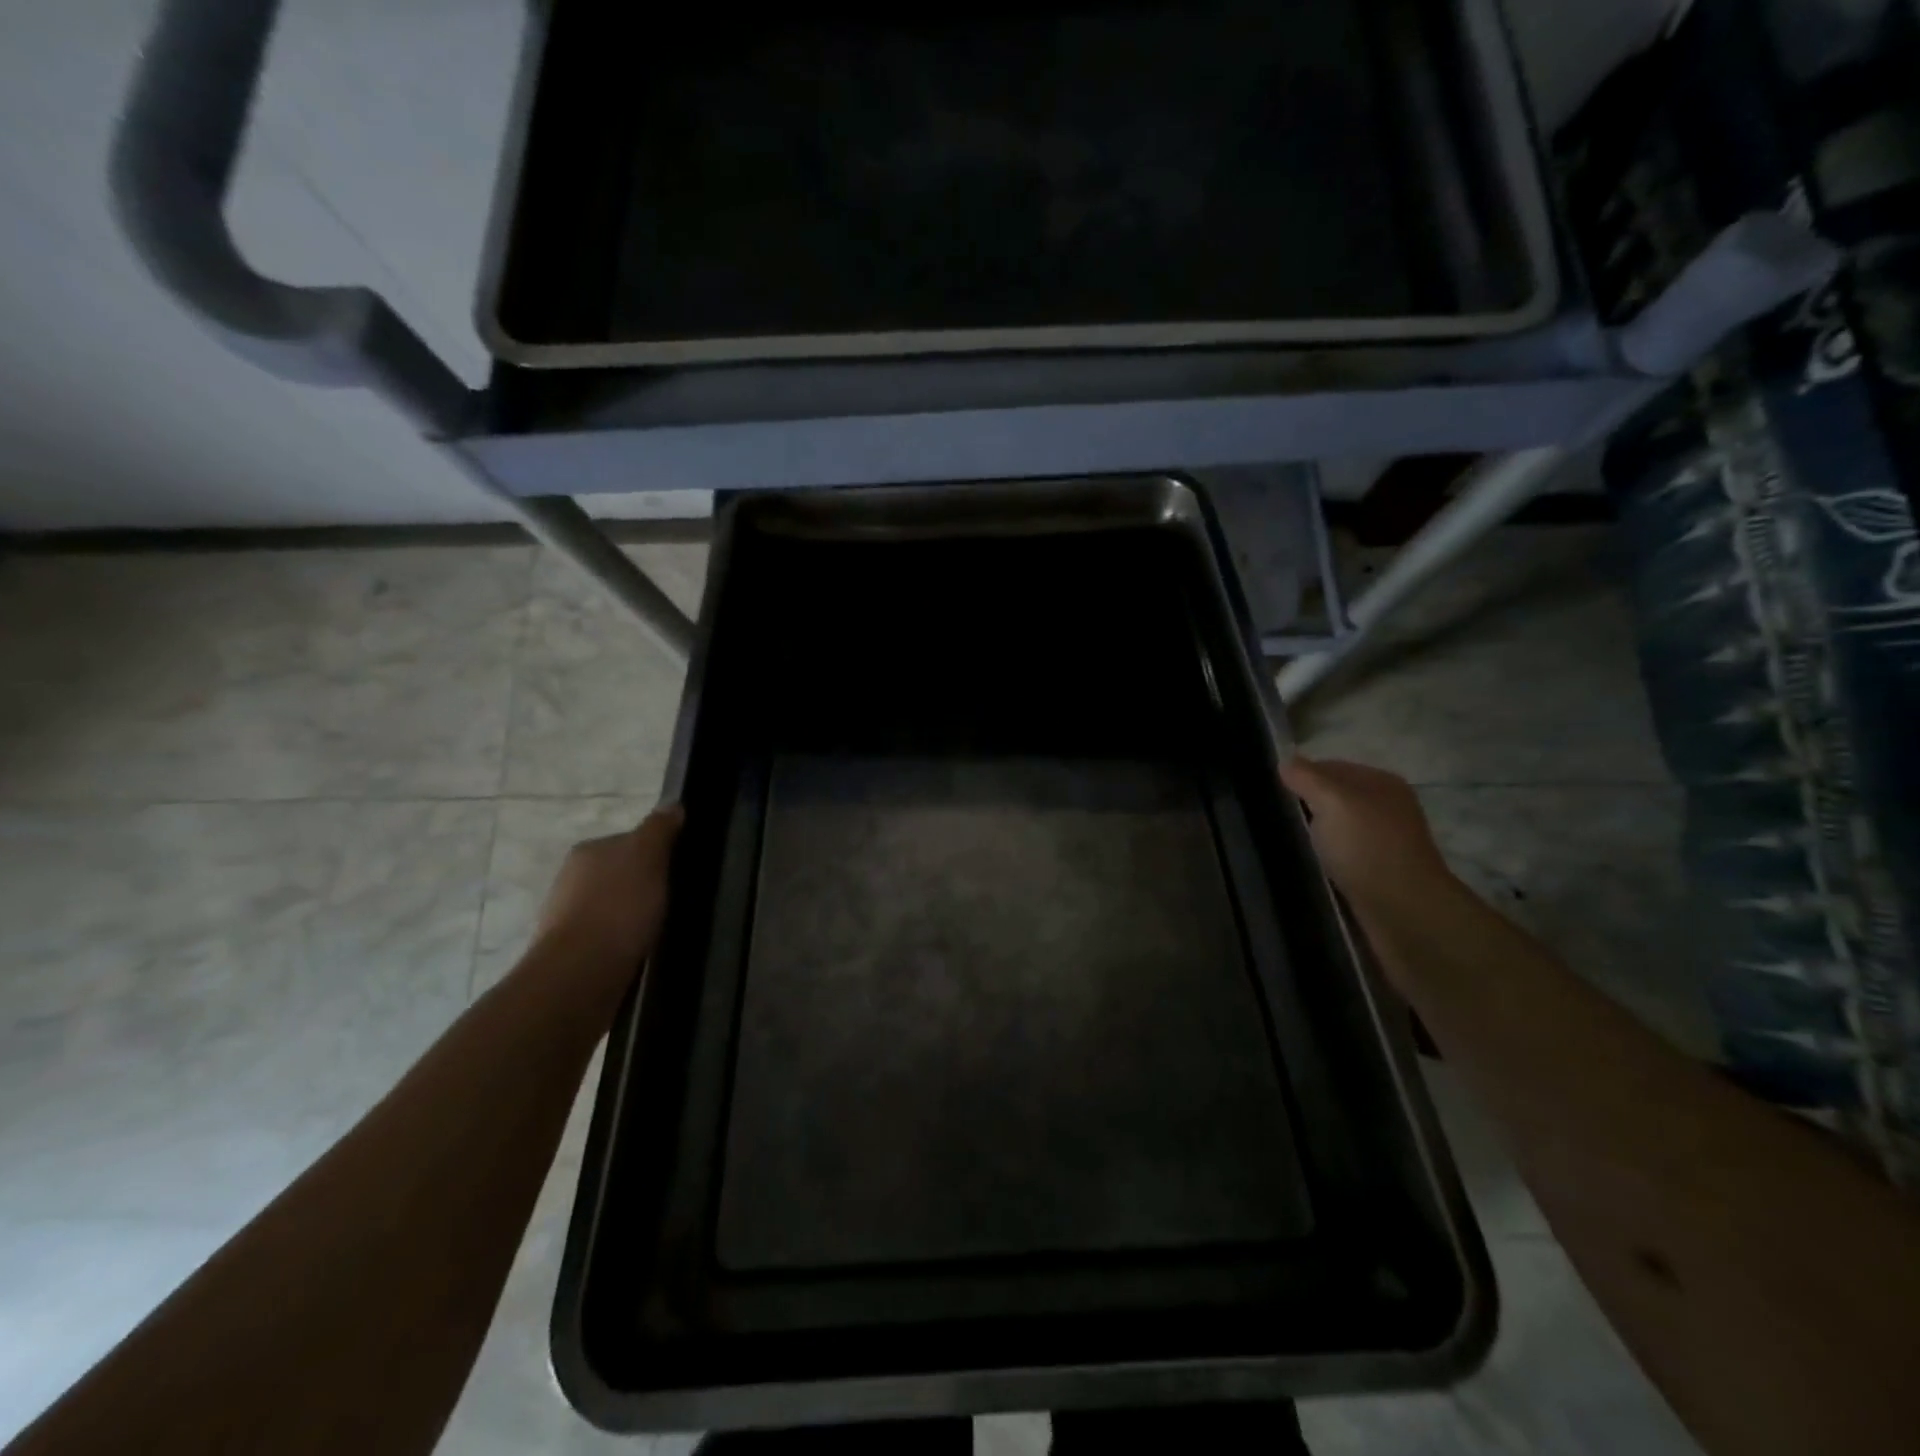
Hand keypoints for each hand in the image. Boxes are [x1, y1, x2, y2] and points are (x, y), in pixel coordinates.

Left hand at [535, 805, 682, 975]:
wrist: (580, 974)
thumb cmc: (618, 907)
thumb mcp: (648, 857)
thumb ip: (659, 829)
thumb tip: (672, 804)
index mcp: (588, 850)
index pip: (629, 841)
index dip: (656, 853)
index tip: (678, 870)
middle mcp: (570, 878)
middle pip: (618, 873)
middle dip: (642, 885)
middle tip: (674, 900)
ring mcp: (565, 916)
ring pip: (611, 906)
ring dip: (631, 914)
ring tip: (659, 928)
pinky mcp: (569, 951)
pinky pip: (605, 936)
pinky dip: (622, 940)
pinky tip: (639, 950)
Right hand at [1279, 756, 1458, 914]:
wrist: (1404, 912)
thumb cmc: (1367, 847)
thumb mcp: (1332, 801)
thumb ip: (1307, 778)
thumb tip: (1286, 761)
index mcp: (1381, 783)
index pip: (1332, 767)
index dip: (1301, 775)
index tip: (1272, 791)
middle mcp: (1387, 808)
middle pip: (1335, 798)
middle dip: (1307, 805)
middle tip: (1275, 816)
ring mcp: (1384, 842)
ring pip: (1338, 828)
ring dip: (1315, 834)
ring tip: (1286, 841)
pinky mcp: (1377, 872)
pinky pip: (1342, 854)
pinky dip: (1325, 857)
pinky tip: (1308, 863)